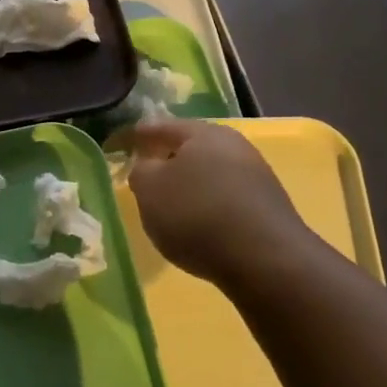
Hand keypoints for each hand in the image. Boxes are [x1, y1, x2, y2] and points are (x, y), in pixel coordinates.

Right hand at [126, 121, 304, 283]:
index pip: (160, 127)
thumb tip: (149, 165)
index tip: (118, 144)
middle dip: (167, 159)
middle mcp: (233, 144)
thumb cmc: (197, 214)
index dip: (136, 135)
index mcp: (202, 132)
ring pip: (210, 172)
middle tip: (145, 174)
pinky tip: (200, 224)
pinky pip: (226, 196)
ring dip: (190, 184)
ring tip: (171, 205)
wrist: (265, 259)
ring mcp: (255, 174)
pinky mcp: (268, 204)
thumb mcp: (150, 190)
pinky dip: (208, 204)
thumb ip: (141, 171)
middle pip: (190, 147)